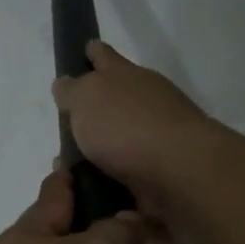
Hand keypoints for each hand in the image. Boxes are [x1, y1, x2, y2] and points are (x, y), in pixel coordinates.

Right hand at [51, 42, 222, 243]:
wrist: (180, 174)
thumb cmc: (127, 127)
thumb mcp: (86, 98)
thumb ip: (72, 91)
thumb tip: (66, 84)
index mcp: (127, 77)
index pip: (105, 57)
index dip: (93, 54)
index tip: (85, 50)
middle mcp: (144, 104)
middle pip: (113, 103)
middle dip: (92, 114)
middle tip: (65, 130)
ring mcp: (155, 141)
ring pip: (117, 144)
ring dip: (95, 156)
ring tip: (67, 172)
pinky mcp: (159, 176)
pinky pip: (124, 178)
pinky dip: (106, 184)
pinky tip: (86, 193)